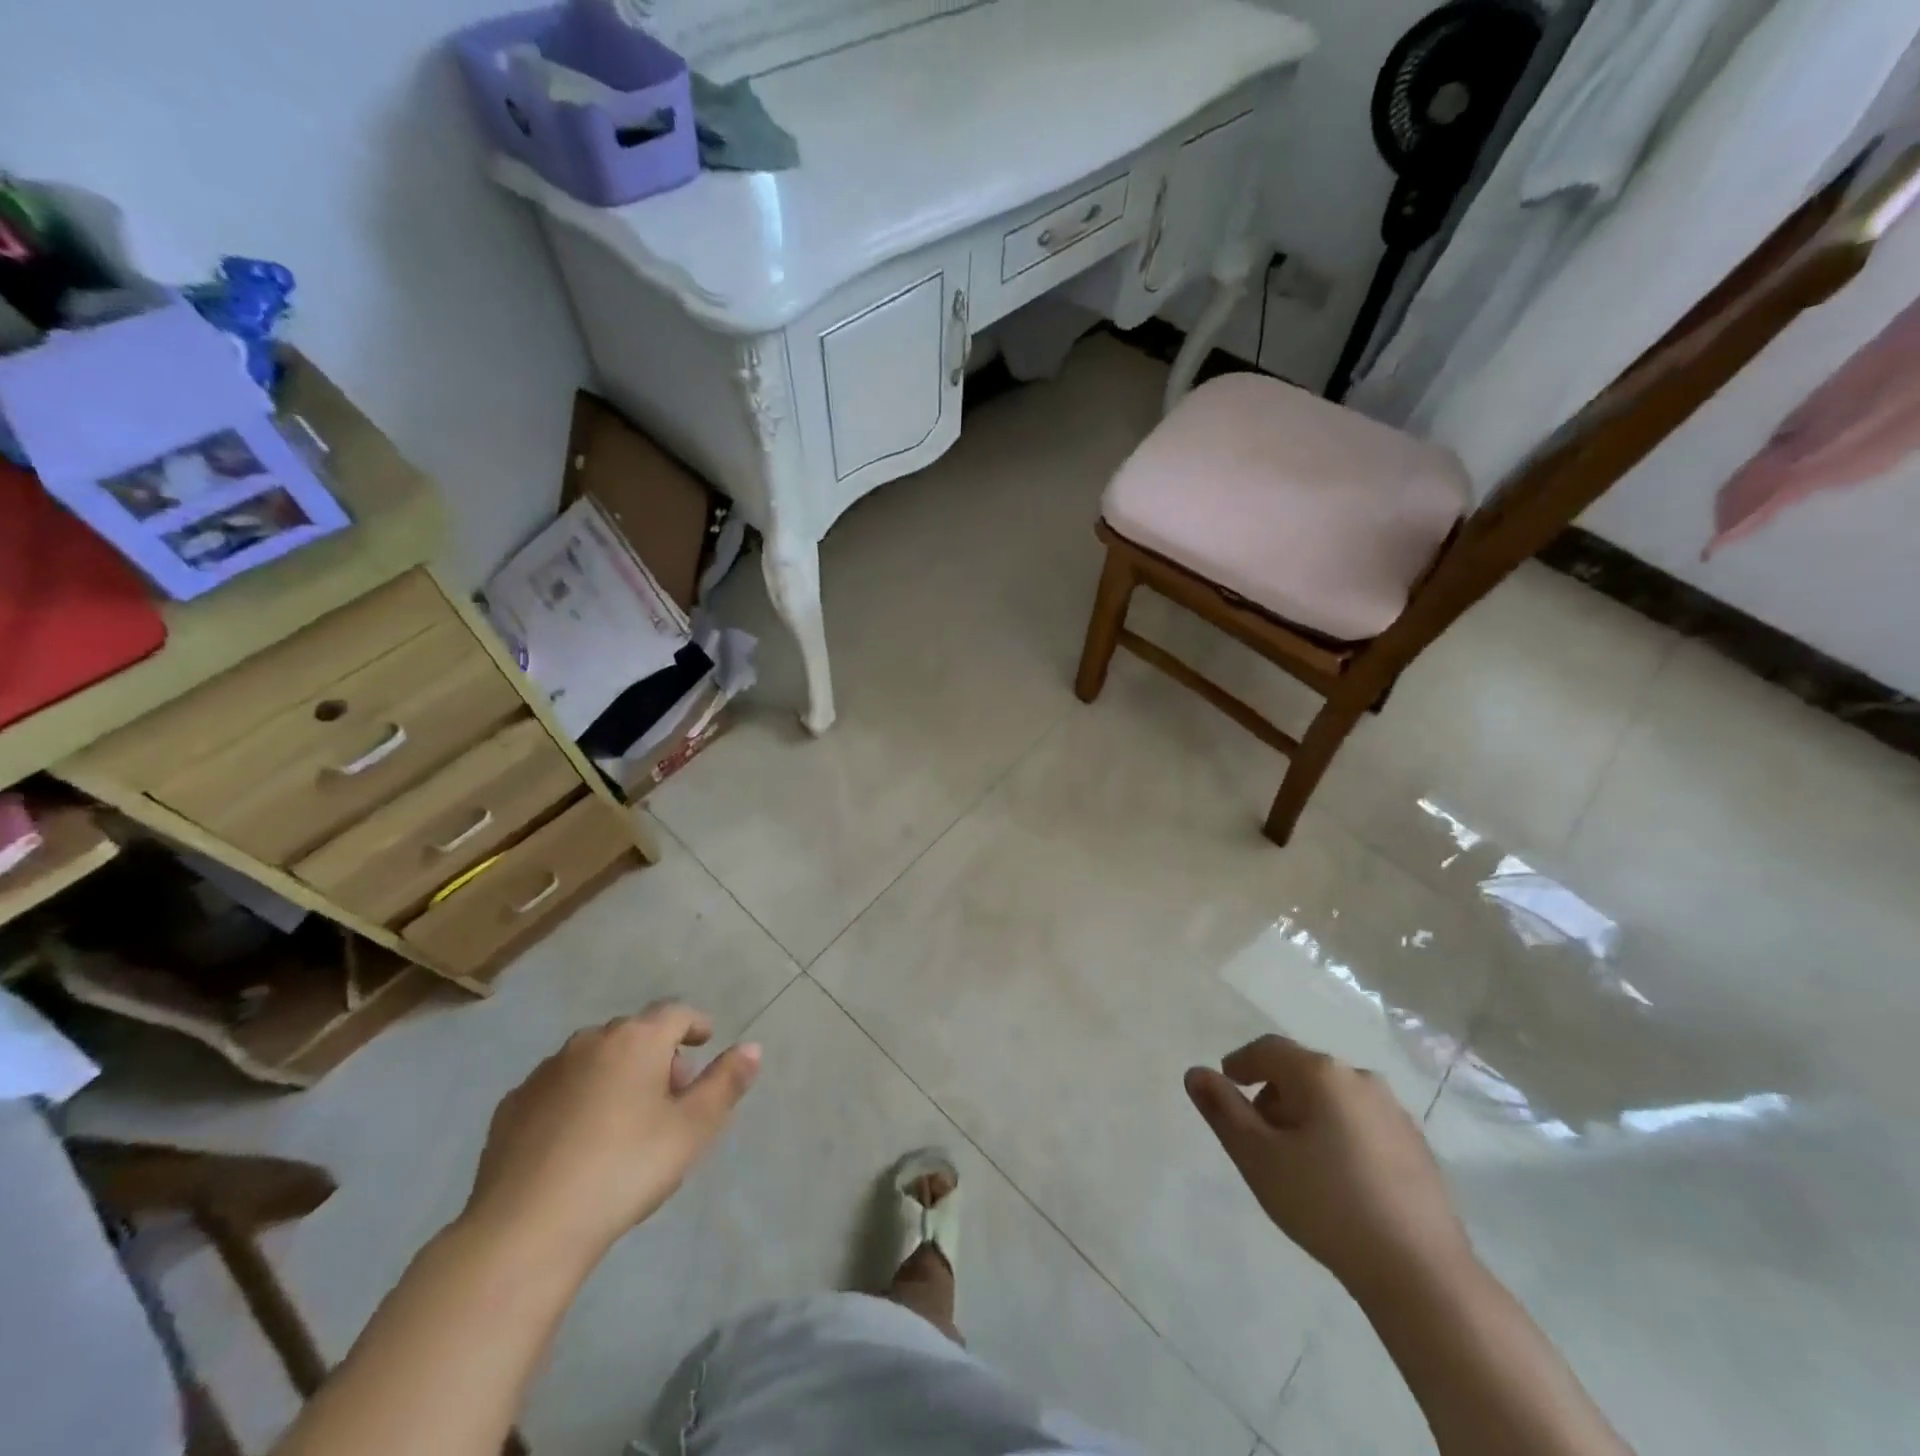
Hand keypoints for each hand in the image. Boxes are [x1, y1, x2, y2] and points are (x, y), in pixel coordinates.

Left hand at [462, 1003, 760, 1266]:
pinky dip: (577, 1097)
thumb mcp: (692, 1129)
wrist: (525, 1229)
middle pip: (635, 1034)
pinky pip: (558, 1086)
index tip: (705, 1041)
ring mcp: (546, 1071)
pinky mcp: (512, 1105)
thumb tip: (752, 1046)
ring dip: (617, 1072)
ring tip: (626, 1117)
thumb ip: (725, 1083)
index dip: (695, 1024)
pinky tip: (578, 1138)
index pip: (676, 1013)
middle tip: (671, 1094)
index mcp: (637, 1040)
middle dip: (658, 1053)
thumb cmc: (624, 1169)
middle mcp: (591, 1042)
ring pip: (594, 1057)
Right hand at [1186, 1034, 1472, 1301]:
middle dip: (1273, 1094)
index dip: (1240, 1063)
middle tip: (1257, 1134)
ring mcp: (1394, 1112)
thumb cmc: (1325, 1204)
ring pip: (1334, 1097)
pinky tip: (1336, 1178)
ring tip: (1294, 1160)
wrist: (1421, 1274)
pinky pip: (1361, 1122)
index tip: (1225, 1086)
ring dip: (1306, 1114)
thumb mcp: (1258, 1157)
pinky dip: (1338, 1134)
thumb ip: (1223, 1110)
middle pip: (1302, 1071)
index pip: (1268, 1049)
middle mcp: (1360, 1079)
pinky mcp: (1416, 1146)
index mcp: (1321, 1073)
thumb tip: (1195, 1073)